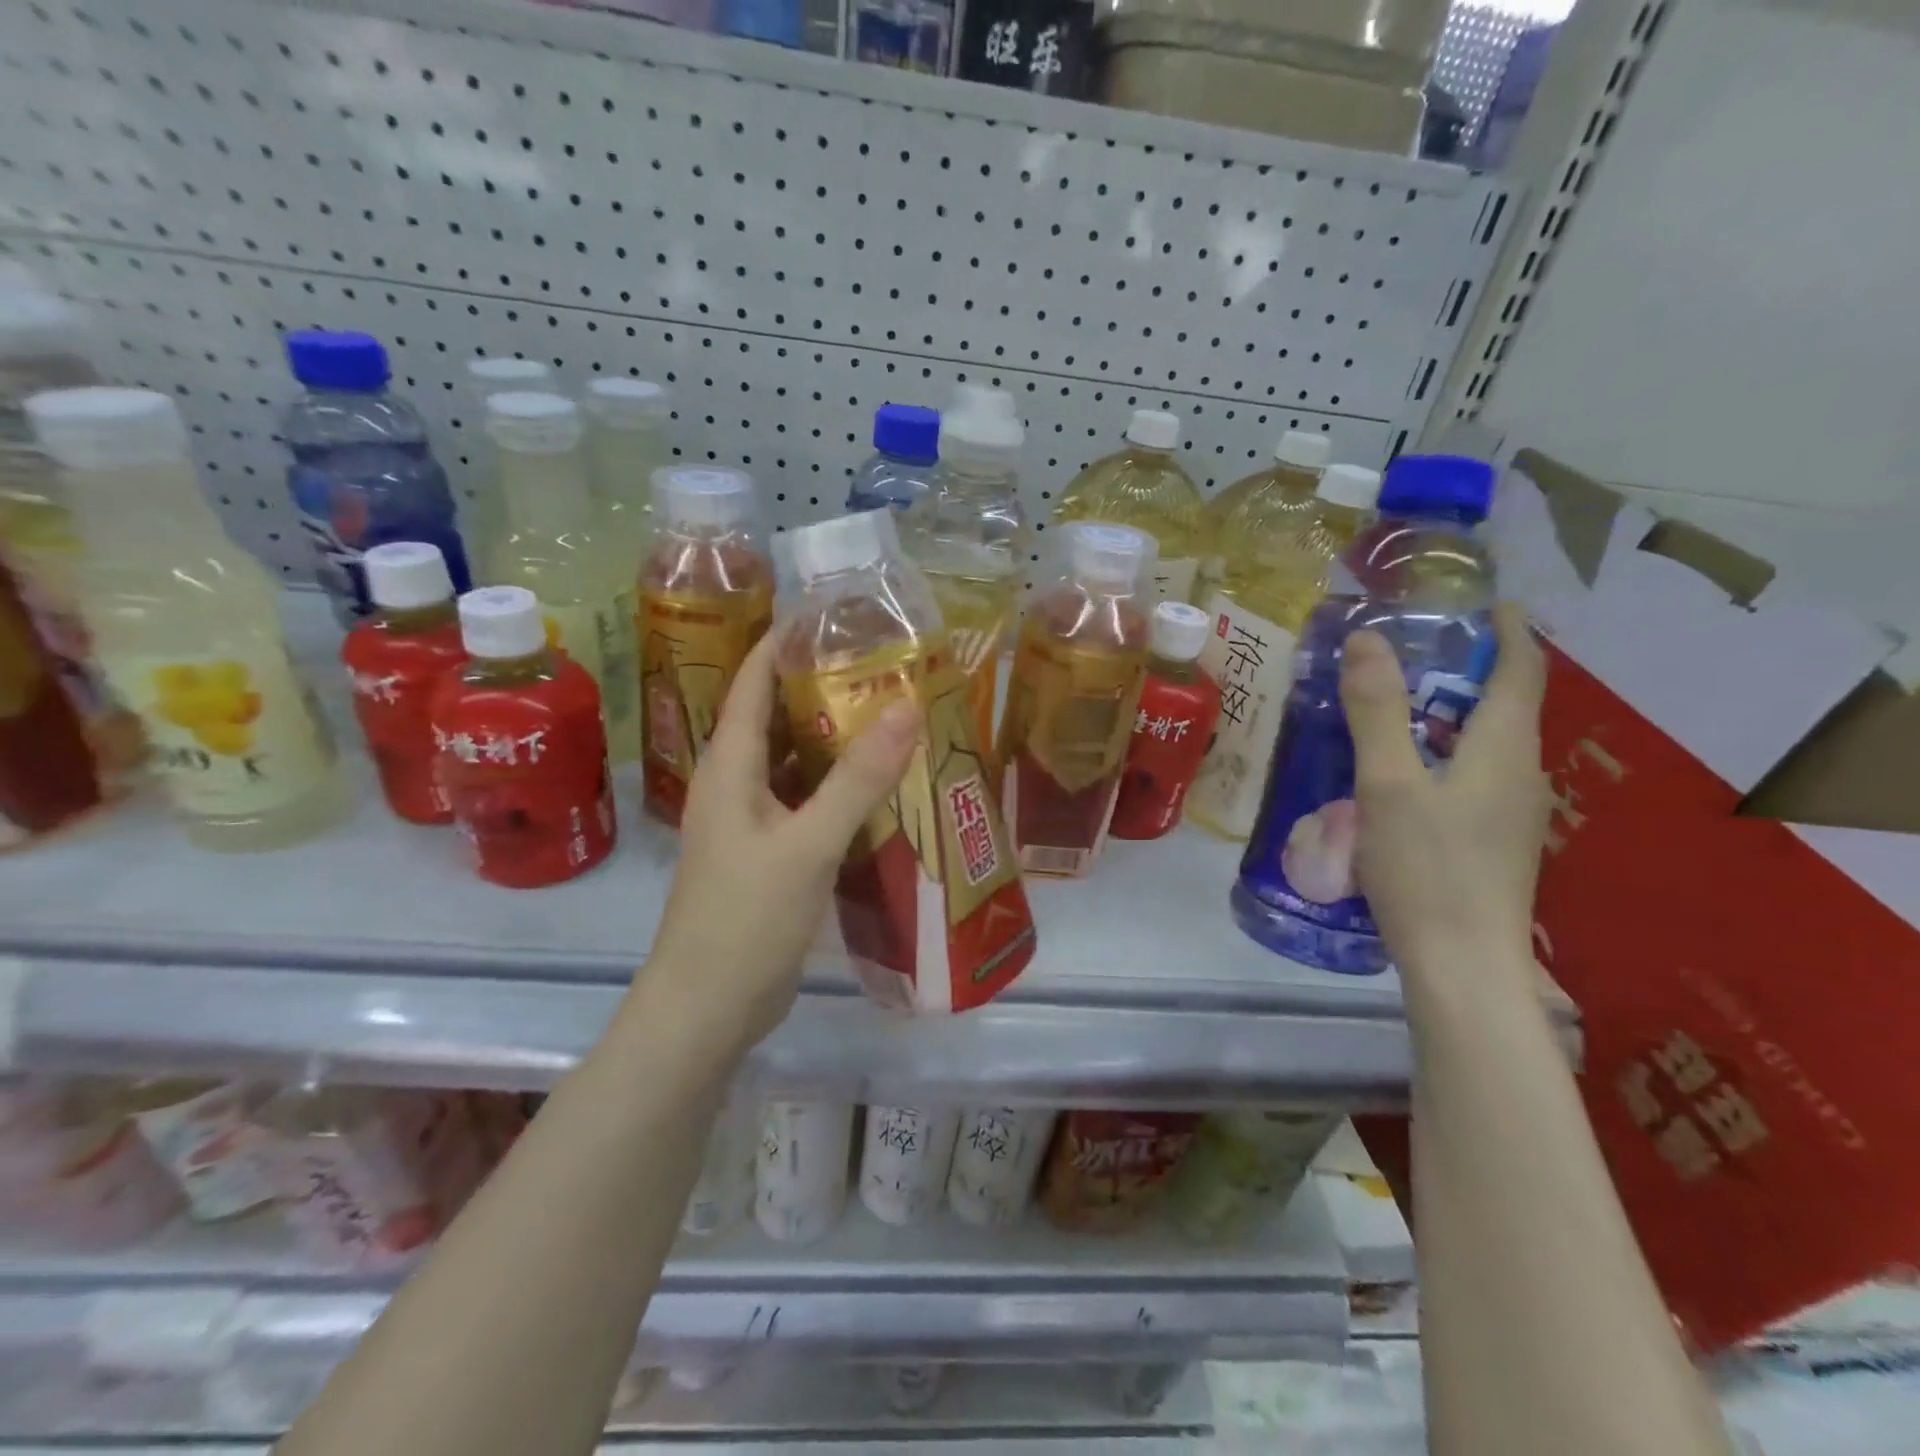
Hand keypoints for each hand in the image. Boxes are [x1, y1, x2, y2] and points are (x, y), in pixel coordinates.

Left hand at [642, 632, 921, 1057]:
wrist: (707, 1010)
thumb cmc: (745, 920)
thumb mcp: (808, 845)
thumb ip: (858, 779)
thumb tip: (907, 707)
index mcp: (729, 766)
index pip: (752, 681)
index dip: (784, 640)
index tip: (835, 614)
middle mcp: (736, 784)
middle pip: (776, 716)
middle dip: (822, 685)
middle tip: (883, 664)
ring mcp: (752, 822)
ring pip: (794, 761)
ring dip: (834, 738)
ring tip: (891, 714)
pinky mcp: (770, 854)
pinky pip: (806, 802)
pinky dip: (838, 787)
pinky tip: (881, 786)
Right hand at [1339, 601, 1549, 990]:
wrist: (1462, 965)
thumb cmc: (1427, 868)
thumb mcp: (1389, 783)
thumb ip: (1377, 710)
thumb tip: (1367, 638)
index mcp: (1505, 749)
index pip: (1522, 670)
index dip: (1509, 631)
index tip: (1487, 603)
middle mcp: (1521, 774)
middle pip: (1507, 704)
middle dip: (1471, 668)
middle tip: (1416, 649)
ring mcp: (1512, 812)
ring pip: (1488, 743)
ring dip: (1453, 712)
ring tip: (1399, 702)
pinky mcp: (1493, 840)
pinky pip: (1475, 774)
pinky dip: (1445, 750)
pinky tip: (1403, 769)